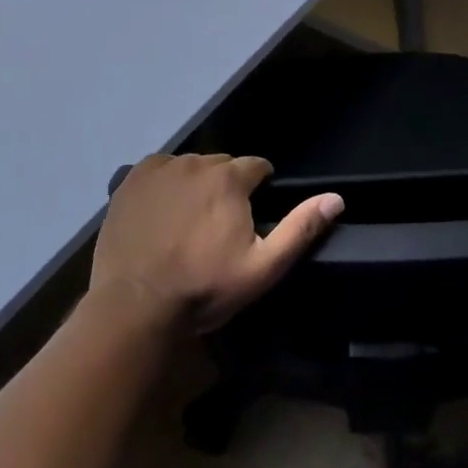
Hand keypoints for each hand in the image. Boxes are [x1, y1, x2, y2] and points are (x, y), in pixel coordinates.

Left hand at [89, 153, 343, 334]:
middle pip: (223, 166)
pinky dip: (164, 185)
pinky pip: (160, 171)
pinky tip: (160, 214)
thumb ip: (300, 229)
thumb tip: (336, 198)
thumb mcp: (262, 268)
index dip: (257, 191)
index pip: (257, 167)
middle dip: (226, 188)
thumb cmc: (204, 288)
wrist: (135, 305)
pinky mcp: (131, 179)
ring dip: (195, 185)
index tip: (248, 219)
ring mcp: (160, 168)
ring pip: (190, 167)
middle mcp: (195, 161)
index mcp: (229, 178)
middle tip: (216, 227)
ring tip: (186, 223)